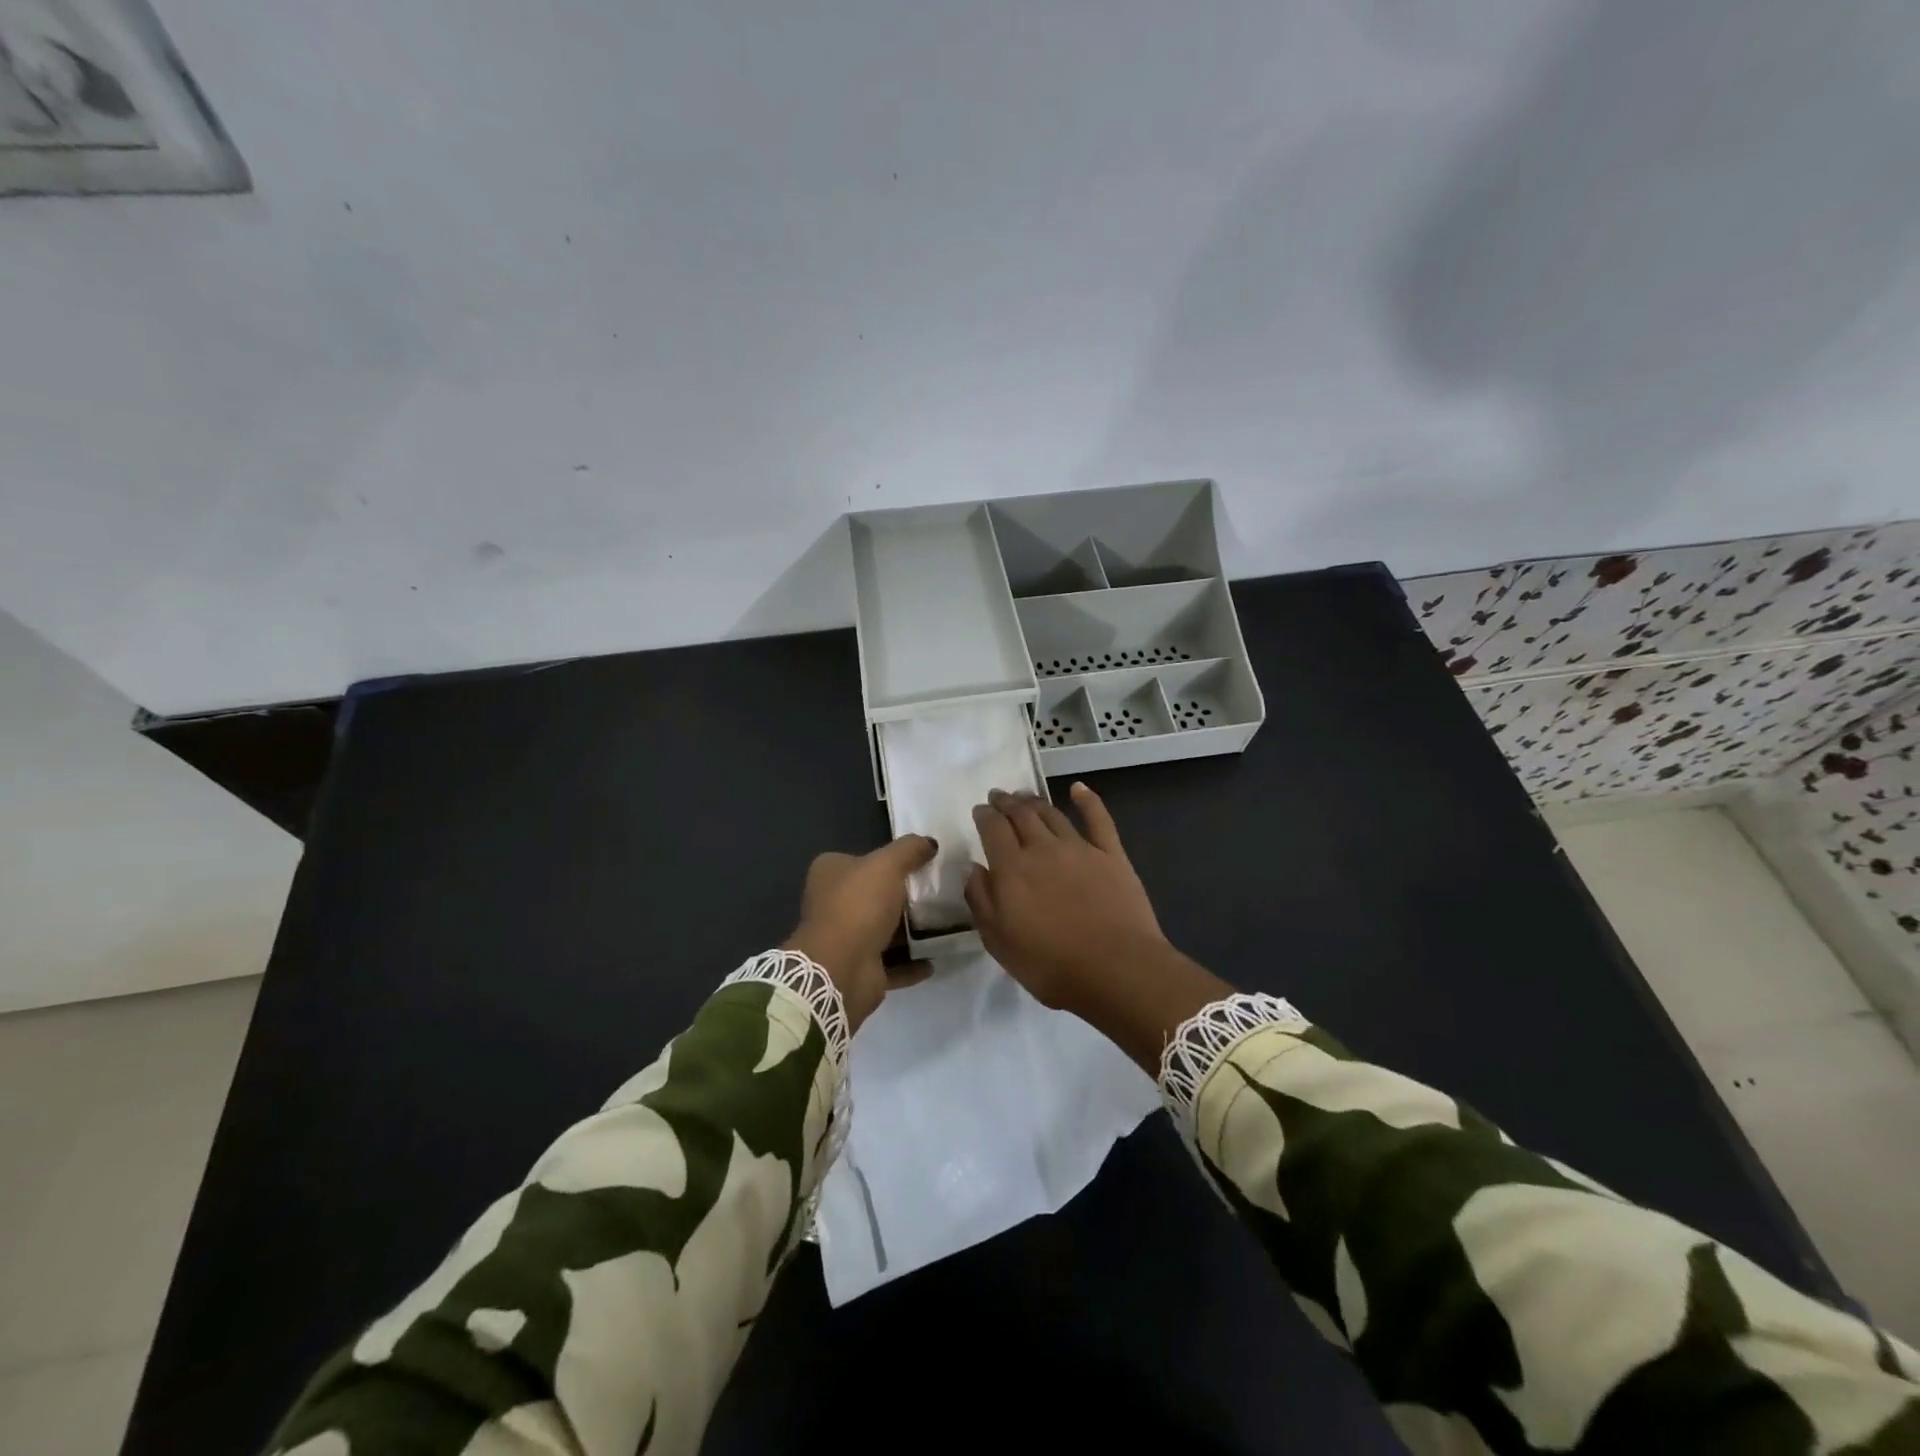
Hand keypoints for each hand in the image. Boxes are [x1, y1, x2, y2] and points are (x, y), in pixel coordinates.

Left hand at [784, 836, 936, 1030]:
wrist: (841, 968)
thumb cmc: (859, 905)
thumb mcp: (888, 864)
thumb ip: (910, 849)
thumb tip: (929, 843)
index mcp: (830, 874)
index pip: (861, 859)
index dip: (888, 859)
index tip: (921, 862)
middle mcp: (833, 904)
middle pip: (874, 895)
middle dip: (904, 897)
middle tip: (939, 893)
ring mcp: (845, 939)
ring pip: (884, 930)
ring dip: (911, 931)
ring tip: (944, 924)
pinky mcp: (859, 969)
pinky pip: (892, 963)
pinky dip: (912, 962)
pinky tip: (935, 958)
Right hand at [966, 784, 1230, 1072]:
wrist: (1117, 970)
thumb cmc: (1051, 964)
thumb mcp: (999, 942)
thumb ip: (981, 900)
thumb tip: (972, 868)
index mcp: (1011, 869)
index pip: (992, 829)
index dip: (984, 815)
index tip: (979, 809)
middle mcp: (1042, 849)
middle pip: (1020, 815)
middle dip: (1006, 802)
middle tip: (998, 796)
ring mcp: (1080, 848)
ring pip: (1052, 814)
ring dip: (1035, 801)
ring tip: (1024, 796)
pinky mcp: (1111, 854)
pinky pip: (1098, 818)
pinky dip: (1087, 800)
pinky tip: (1078, 789)